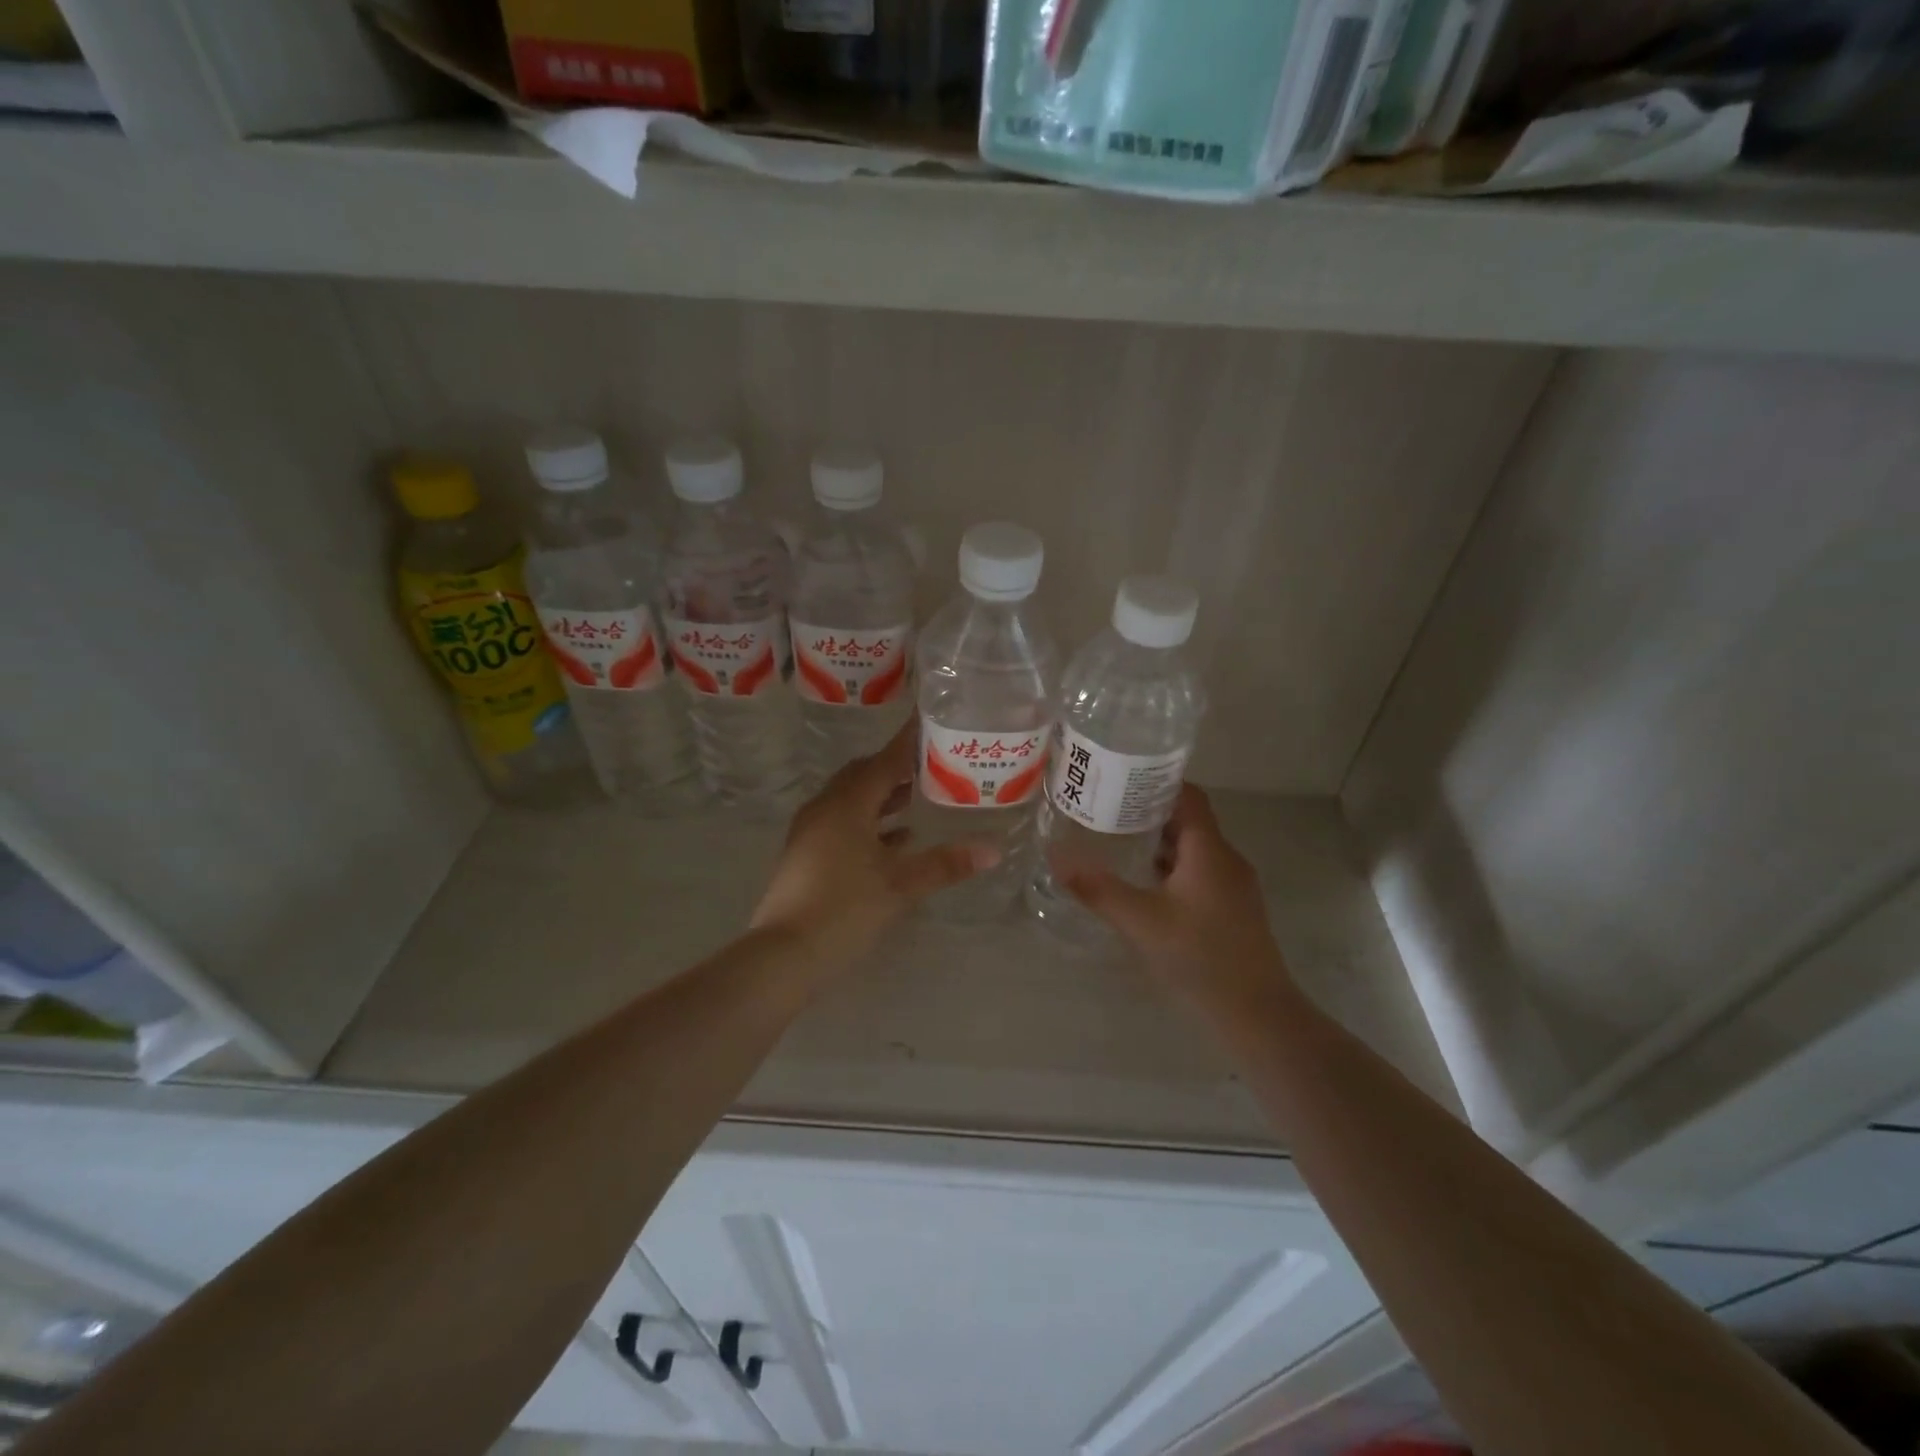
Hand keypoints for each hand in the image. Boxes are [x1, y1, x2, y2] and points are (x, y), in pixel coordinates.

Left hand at [751, 725, 998, 968]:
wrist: (784, 955)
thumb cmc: (845, 909)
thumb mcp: (901, 886)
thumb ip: (945, 864)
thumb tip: (993, 850)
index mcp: (847, 804)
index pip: (884, 761)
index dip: (909, 742)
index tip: (930, 721)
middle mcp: (825, 808)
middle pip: (863, 775)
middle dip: (895, 767)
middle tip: (930, 762)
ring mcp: (811, 832)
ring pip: (851, 800)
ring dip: (881, 796)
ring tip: (917, 796)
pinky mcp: (806, 855)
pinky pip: (842, 823)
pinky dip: (869, 823)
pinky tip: (896, 840)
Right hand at [1062, 785, 1296, 1012]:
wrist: (1257, 1015)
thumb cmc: (1200, 959)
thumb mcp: (1140, 922)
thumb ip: (1097, 888)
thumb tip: (1055, 854)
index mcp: (1210, 851)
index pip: (1188, 795)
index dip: (1156, 781)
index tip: (1119, 778)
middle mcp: (1227, 859)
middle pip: (1189, 820)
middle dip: (1149, 811)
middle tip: (1106, 809)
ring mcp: (1234, 886)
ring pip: (1194, 848)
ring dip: (1160, 841)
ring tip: (1118, 840)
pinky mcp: (1234, 909)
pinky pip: (1200, 872)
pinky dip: (1172, 867)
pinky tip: (1145, 884)